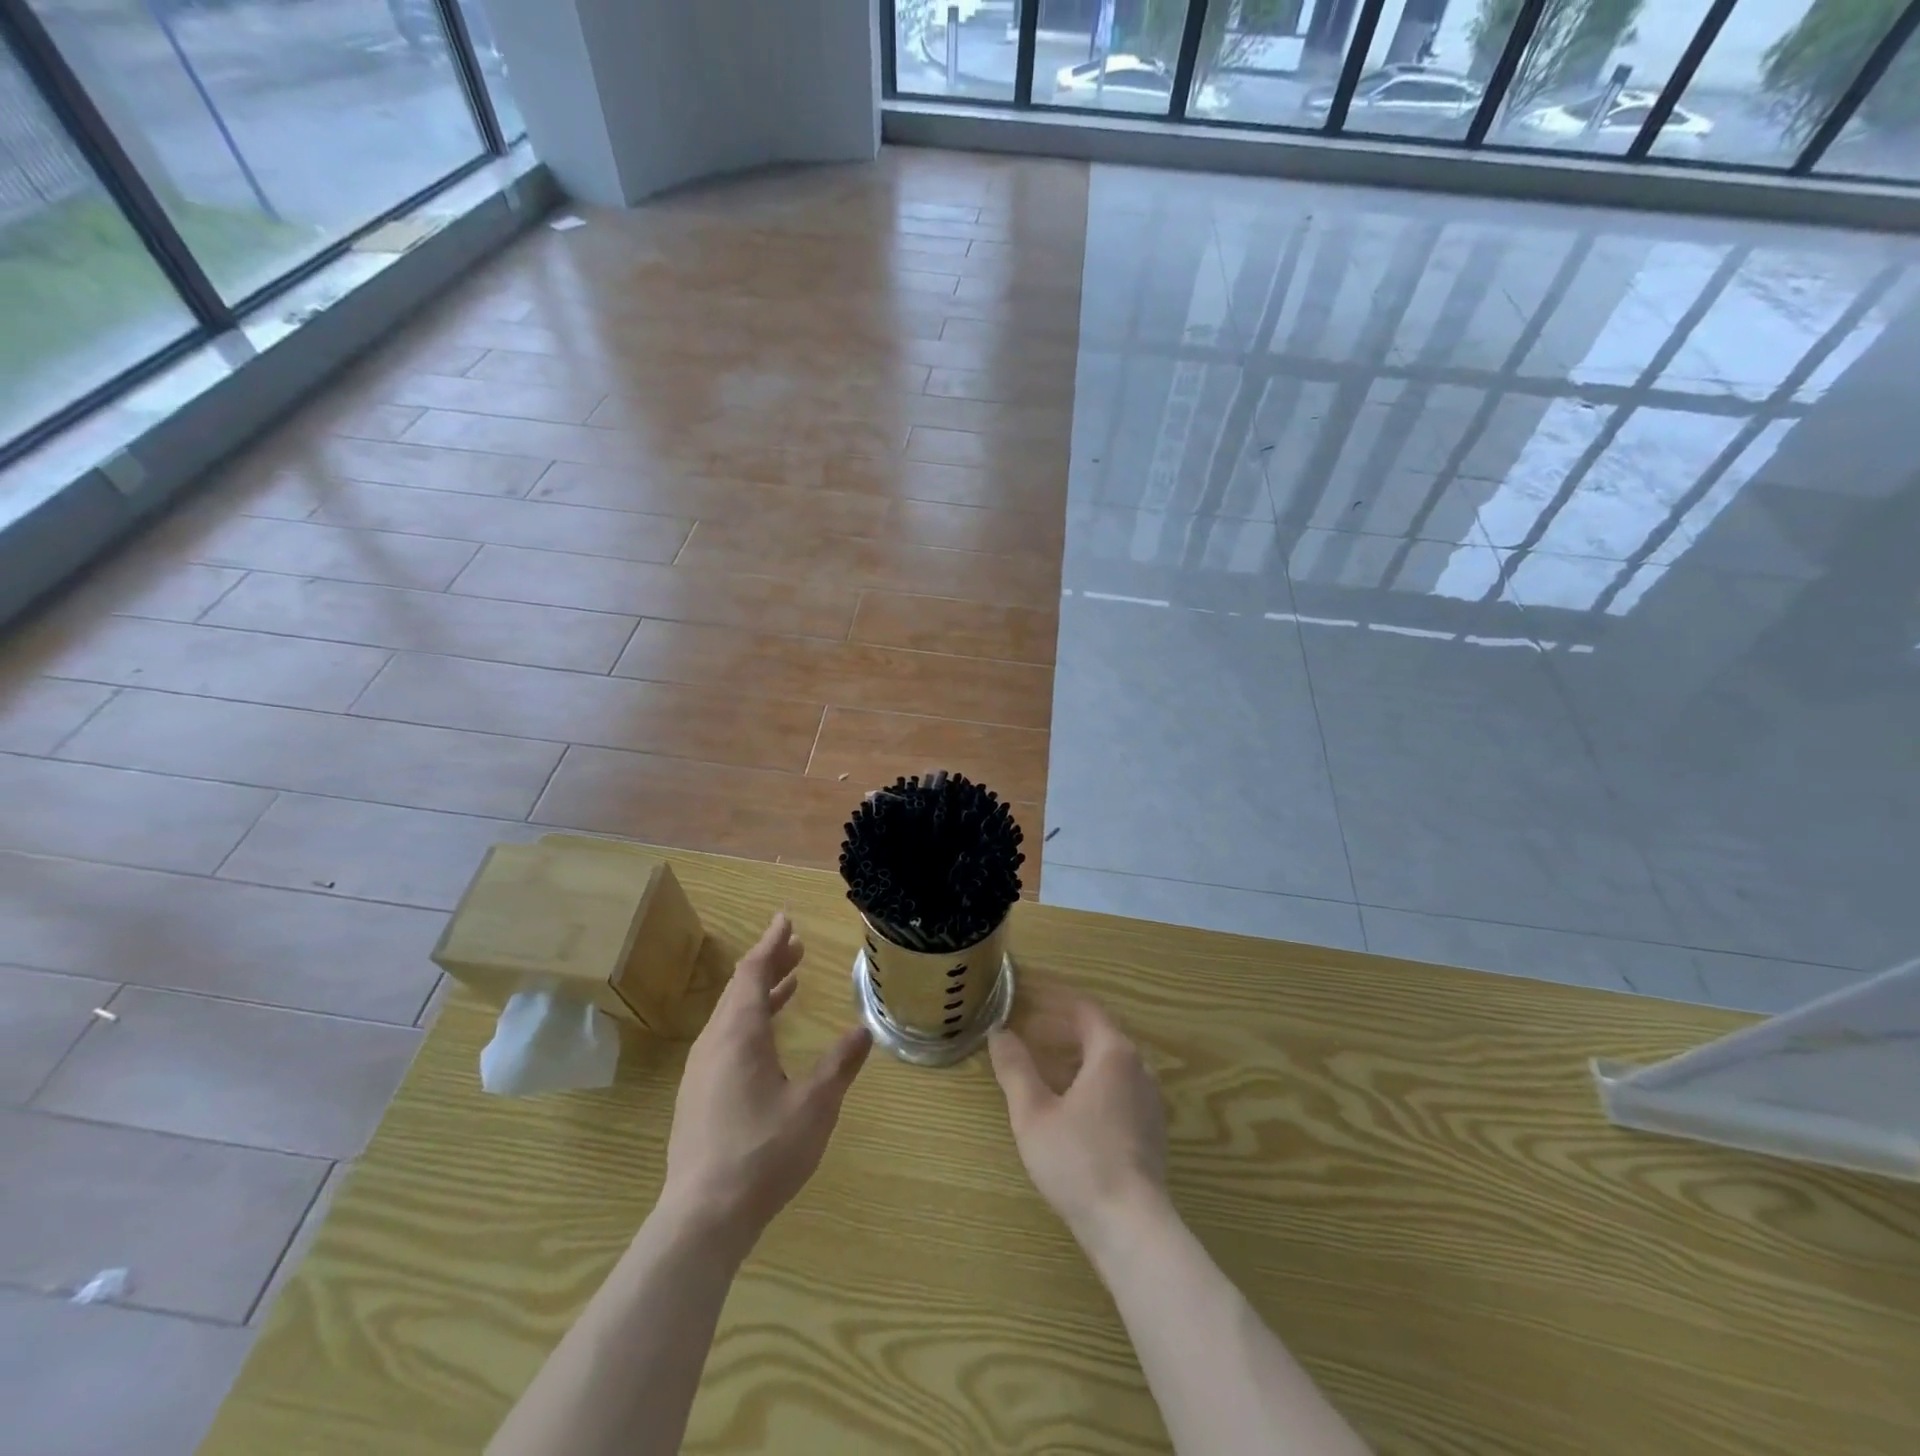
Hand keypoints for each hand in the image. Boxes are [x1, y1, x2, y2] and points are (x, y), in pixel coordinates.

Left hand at [660, 913, 871, 1255]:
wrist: (702, 1218)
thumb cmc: (763, 1152)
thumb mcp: (814, 1105)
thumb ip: (839, 1064)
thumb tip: (863, 1030)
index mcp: (739, 1034)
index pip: (752, 972)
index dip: (771, 944)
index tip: (785, 919)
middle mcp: (715, 1043)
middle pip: (739, 990)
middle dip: (769, 965)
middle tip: (796, 948)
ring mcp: (701, 1072)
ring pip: (731, 1017)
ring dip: (760, 995)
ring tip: (789, 984)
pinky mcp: (698, 1098)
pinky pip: (726, 1040)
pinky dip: (750, 1023)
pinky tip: (767, 1041)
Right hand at [988, 989, 1168, 1250]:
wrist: (1132, 1228)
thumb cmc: (1079, 1162)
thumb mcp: (1034, 1113)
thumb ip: (1015, 1068)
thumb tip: (999, 1033)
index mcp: (1113, 1053)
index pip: (1084, 1008)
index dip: (1054, 1000)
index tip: (1026, 998)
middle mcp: (1139, 1067)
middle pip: (1098, 1032)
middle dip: (1061, 1027)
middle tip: (1027, 1030)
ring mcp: (1149, 1099)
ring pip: (1109, 1061)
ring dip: (1075, 1054)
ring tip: (1041, 1064)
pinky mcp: (1151, 1128)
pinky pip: (1118, 1086)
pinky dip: (1091, 1079)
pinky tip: (1068, 1102)